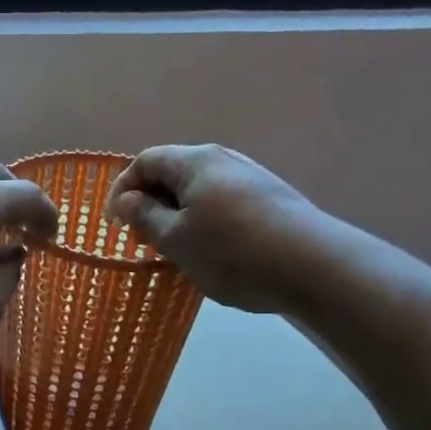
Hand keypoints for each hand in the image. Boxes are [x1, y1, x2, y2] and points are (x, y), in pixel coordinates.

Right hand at [107, 145, 338, 314]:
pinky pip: (223, 203)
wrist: (316, 268)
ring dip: (178, 214)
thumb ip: (145, 216)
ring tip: (174, 248)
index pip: (145, 160)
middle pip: (174, 172)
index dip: (122, 188)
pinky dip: (205, 221)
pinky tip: (212, 252)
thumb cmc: (233, 252)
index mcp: (196, 162)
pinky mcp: (272, 201)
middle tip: (142, 237)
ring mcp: (252, 179)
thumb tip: (129, 200)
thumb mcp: (175, 240)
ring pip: (200, 190)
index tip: (114, 223)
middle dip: (150, 202)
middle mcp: (224, 160)